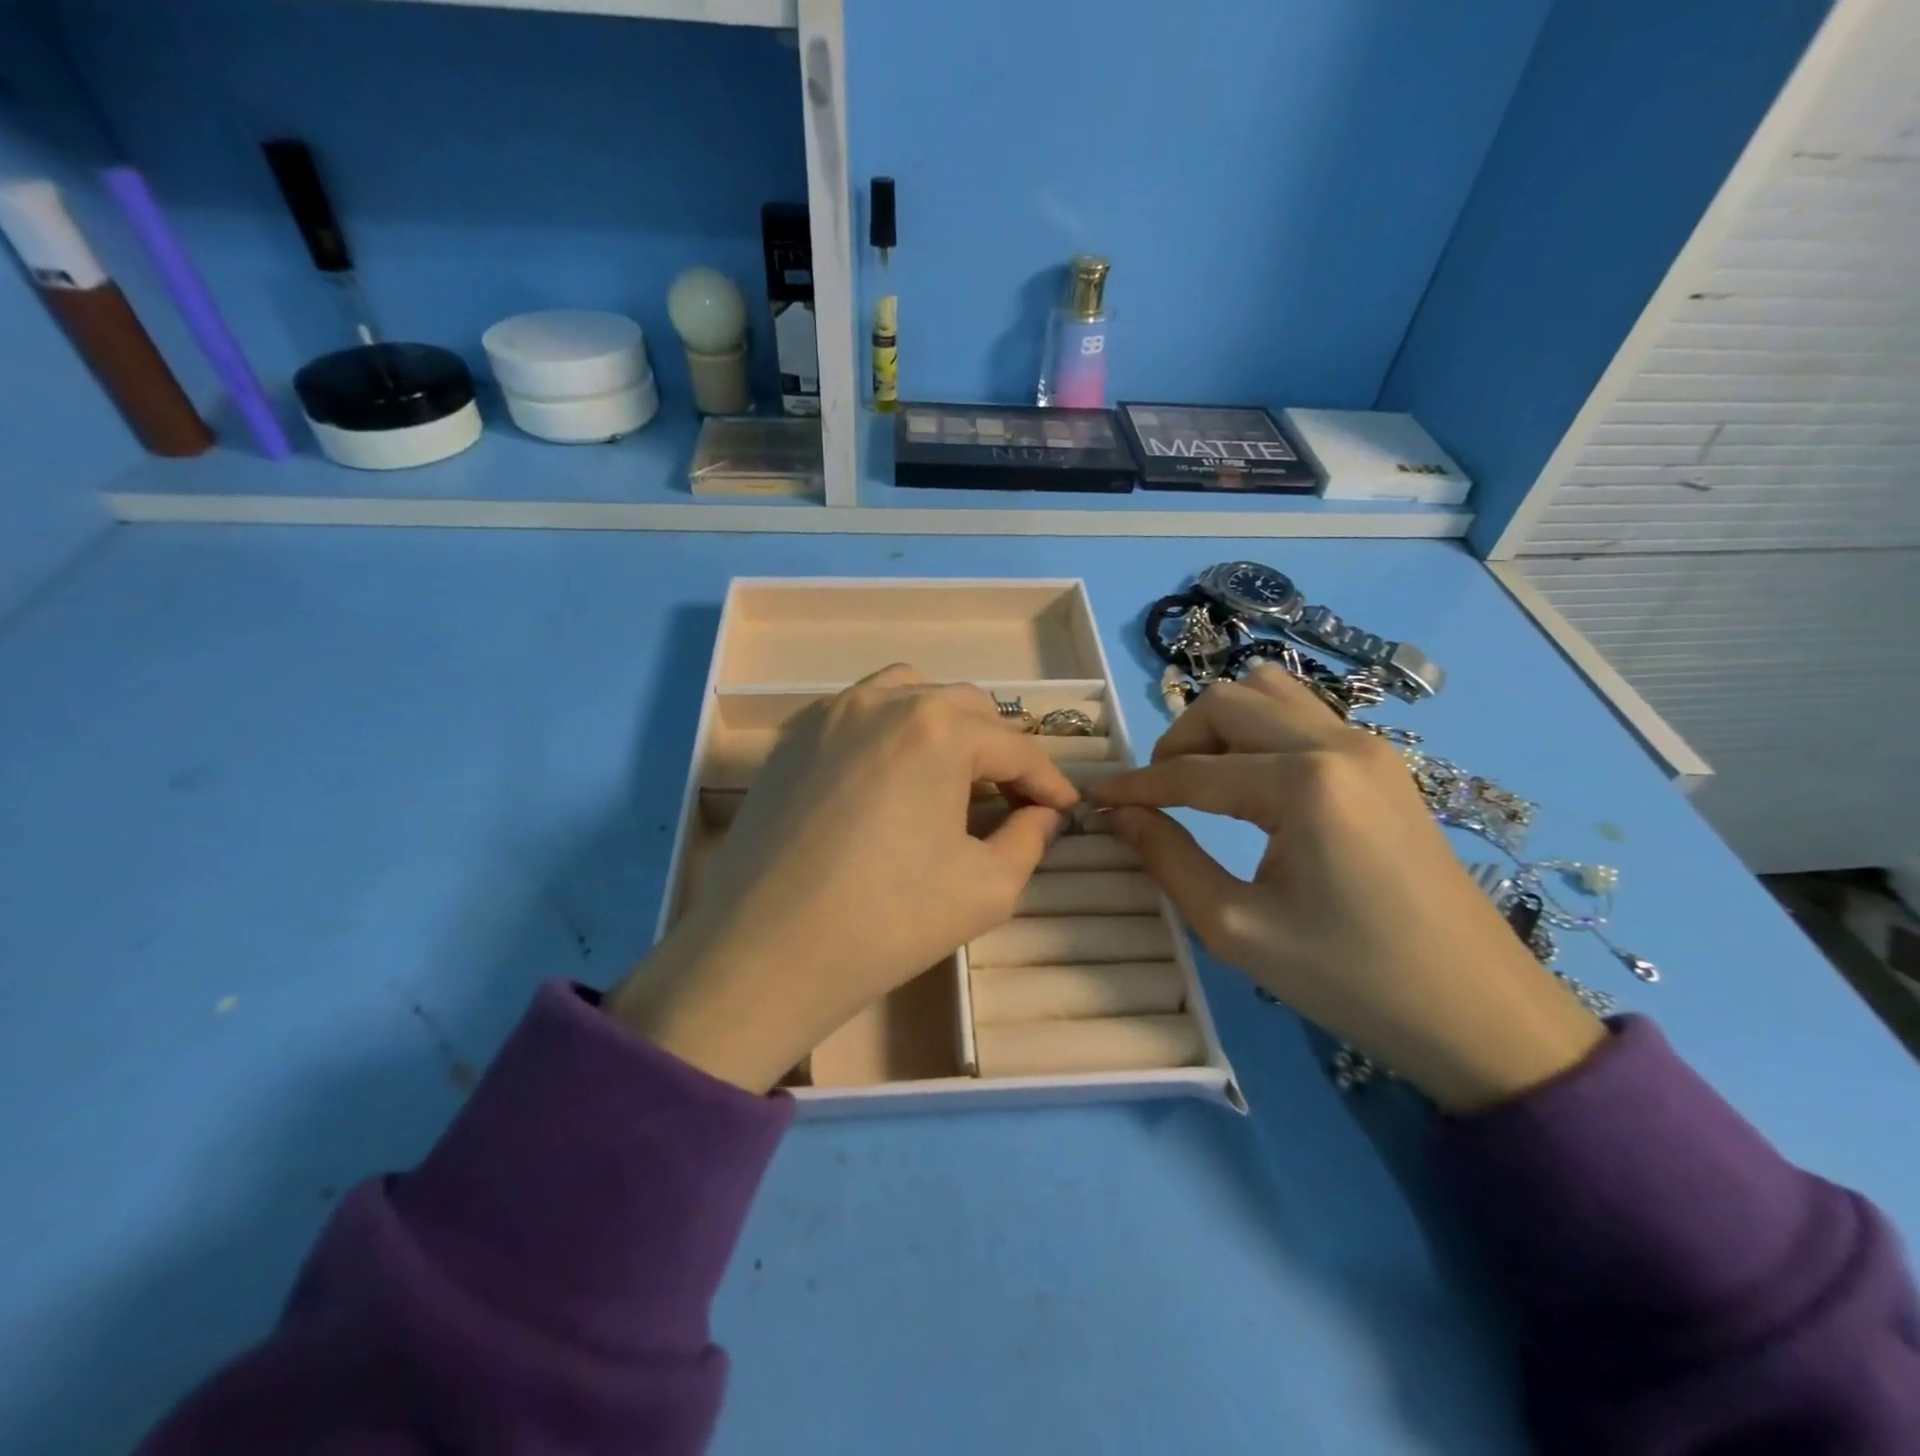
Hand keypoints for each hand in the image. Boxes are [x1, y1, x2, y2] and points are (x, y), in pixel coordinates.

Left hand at [607, 665, 1079, 1091]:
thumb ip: (1030, 838)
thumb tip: (1044, 813)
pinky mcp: (794, 738)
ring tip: (948, 776)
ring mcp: (830, 714)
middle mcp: (884, 700)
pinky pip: (858, 713)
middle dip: (997, 750)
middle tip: (1008, 800)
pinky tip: (889, 779)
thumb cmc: (888, 921)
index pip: (1014, 746)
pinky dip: (890, 731)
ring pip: (908, 695)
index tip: (1065, 809)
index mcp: (939, 729)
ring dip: (943, 728)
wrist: (764, 953)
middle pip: (965, 709)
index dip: (1048, 781)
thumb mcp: (988, 887)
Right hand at [1088, 665, 1604, 1113]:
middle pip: (1225, 702)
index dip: (1135, 785)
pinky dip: (1260, 732)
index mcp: (1303, 784)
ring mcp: (1368, 746)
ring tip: (1202, 782)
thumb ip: (1168, 859)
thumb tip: (1120, 815)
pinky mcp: (1383, 762)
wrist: (1479, 1012)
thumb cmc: (1351, 979)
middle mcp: (1337, 743)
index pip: (1191, 770)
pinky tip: (1250, 783)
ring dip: (1219, 727)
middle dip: (1176, 743)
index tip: (1095, 799)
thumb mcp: (1237, 929)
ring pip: (1267, 694)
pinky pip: (1303, 716)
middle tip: (1156, 796)